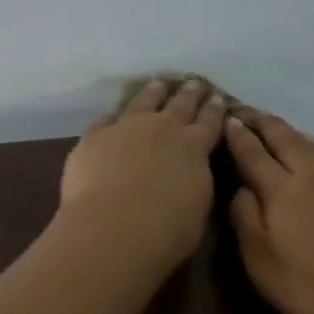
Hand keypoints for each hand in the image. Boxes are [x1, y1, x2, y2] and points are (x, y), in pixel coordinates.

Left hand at [59, 78, 226, 270]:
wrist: (113, 228)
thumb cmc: (166, 231)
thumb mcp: (198, 208)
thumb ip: (196, 182)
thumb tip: (192, 171)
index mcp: (194, 147)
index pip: (209, 122)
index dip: (215, 109)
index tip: (218, 97)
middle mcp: (163, 128)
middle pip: (180, 104)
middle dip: (189, 93)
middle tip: (194, 82)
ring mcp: (126, 127)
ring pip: (143, 101)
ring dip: (154, 91)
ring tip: (158, 83)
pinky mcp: (95, 136)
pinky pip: (107, 118)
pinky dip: (115, 113)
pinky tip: (115, 112)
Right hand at [224, 112, 313, 313]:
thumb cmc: (310, 289)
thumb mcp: (260, 261)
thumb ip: (245, 218)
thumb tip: (241, 188)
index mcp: (282, 190)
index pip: (253, 153)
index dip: (238, 136)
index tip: (226, 119)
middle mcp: (311, 178)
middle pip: (286, 139)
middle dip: (265, 124)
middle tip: (247, 113)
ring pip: (310, 146)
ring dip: (289, 132)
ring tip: (276, 127)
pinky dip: (310, 148)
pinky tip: (312, 157)